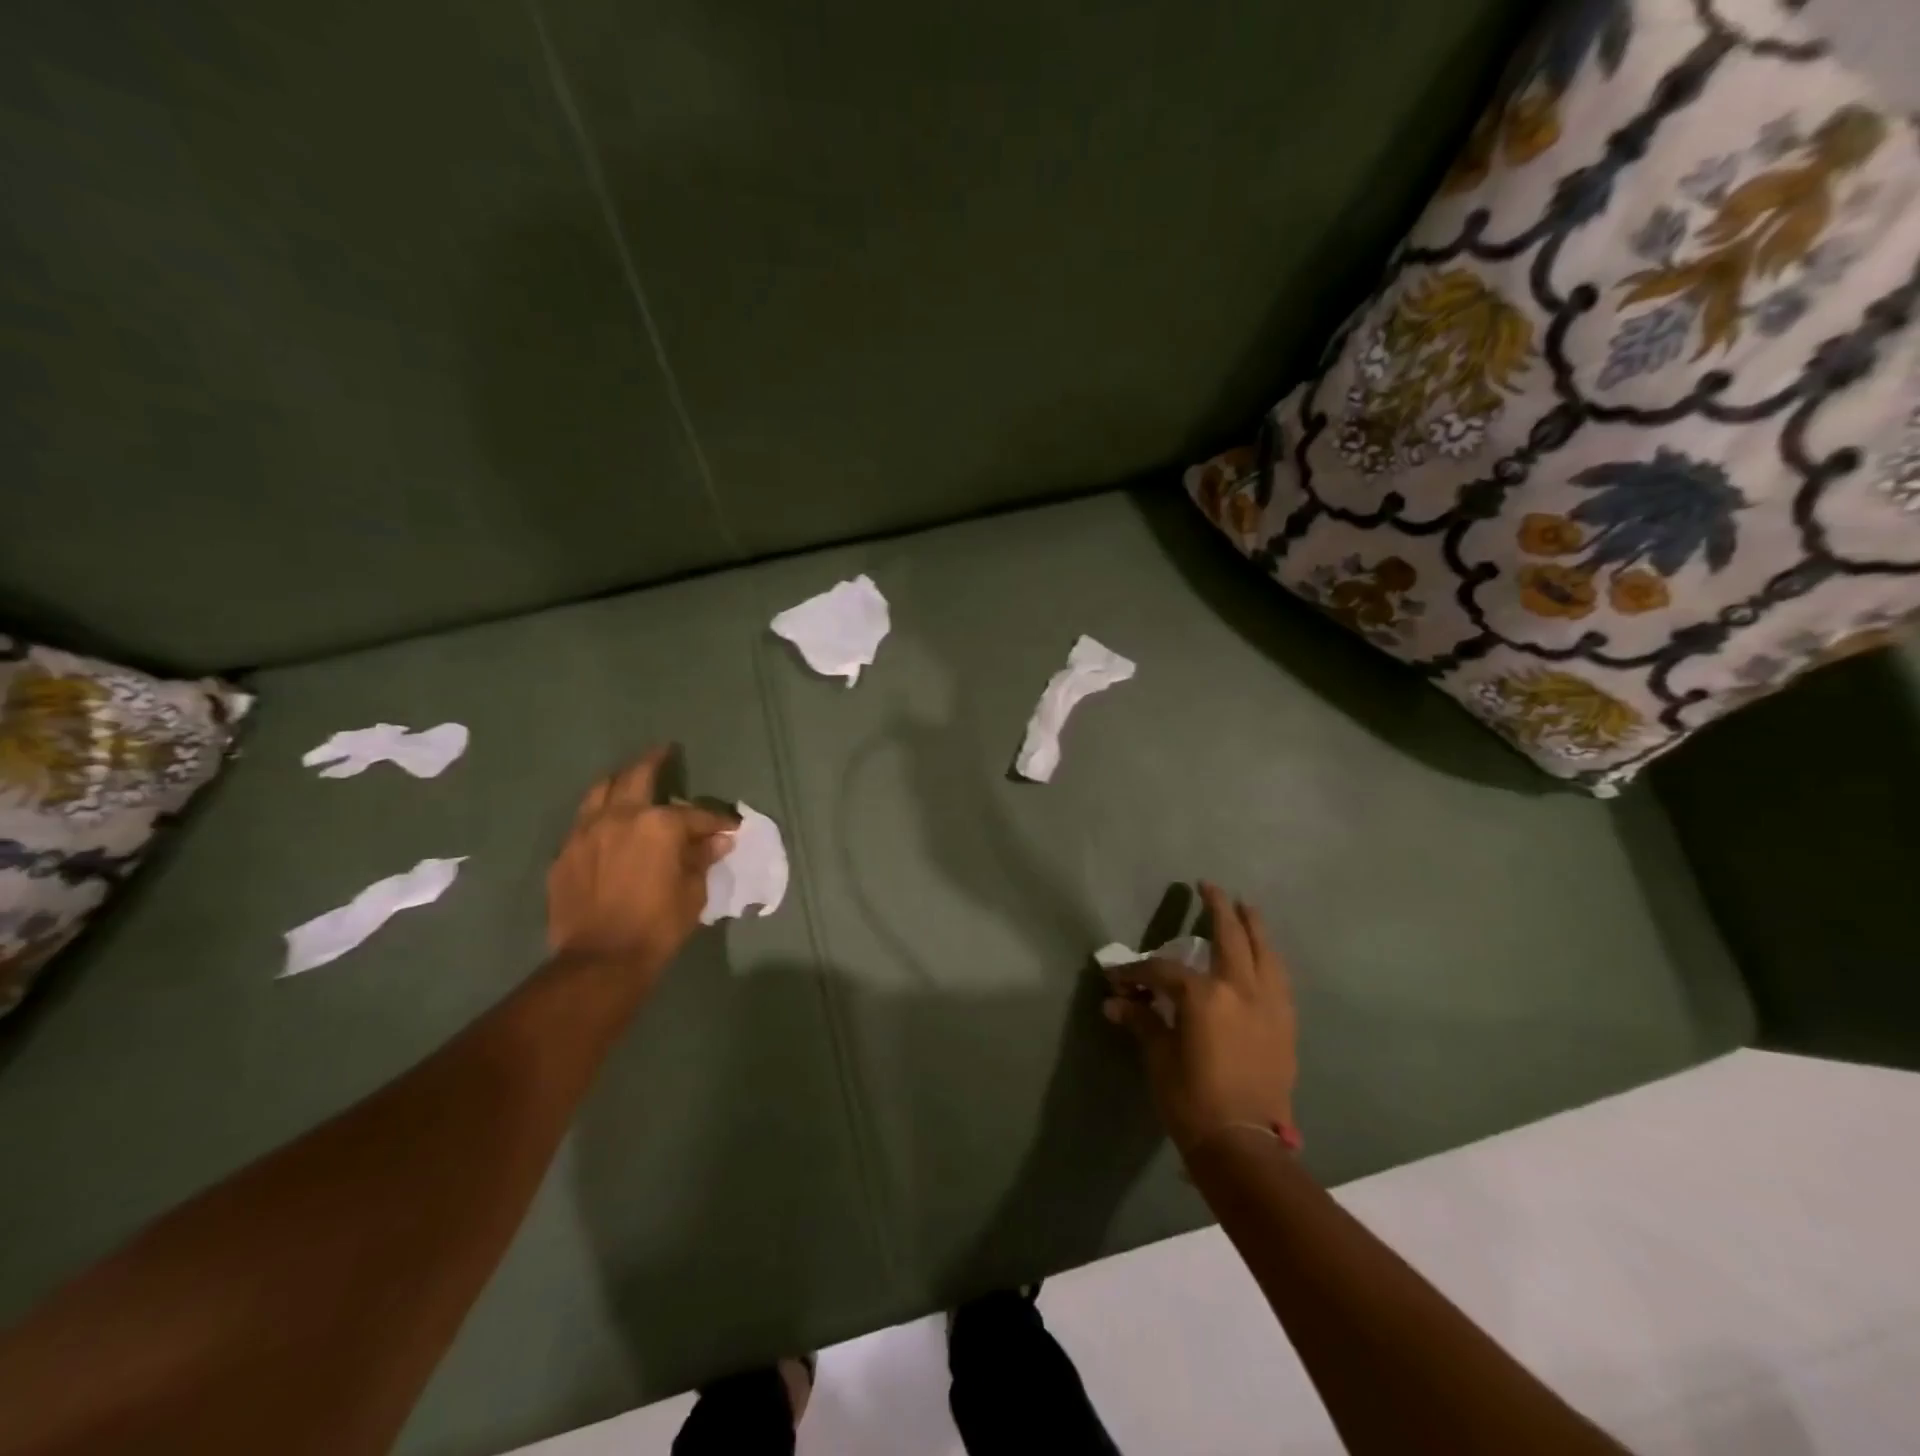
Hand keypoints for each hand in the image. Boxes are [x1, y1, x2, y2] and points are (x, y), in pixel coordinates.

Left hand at [546, 747, 735, 986]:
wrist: (601, 959)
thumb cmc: (658, 925)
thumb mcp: (693, 892)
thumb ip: (702, 859)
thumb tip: (717, 842)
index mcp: (658, 824)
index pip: (695, 814)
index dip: (717, 820)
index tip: (730, 827)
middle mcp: (619, 817)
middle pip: (637, 776)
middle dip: (655, 761)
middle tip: (664, 752)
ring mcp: (586, 832)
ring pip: (600, 790)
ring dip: (619, 781)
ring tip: (629, 779)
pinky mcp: (565, 853)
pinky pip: (583, 822)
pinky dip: (599, 815)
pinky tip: (607, 824)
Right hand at [1102, 882, 1298, 1155]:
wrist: (1245, 1145)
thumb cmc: (1192, 1100)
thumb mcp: (1159, 1058)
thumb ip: (1142, 1022)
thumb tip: (1114, 1002)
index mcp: (1204, 996)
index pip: (1164, 971)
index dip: (1138, 971)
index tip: (1120, 978)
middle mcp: (1241, 989)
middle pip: (1230, 937)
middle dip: (1217, 908)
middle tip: (1209, 887)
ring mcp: (1269, 1005)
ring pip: (1265, 952)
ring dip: (1254, 926)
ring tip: (1247, 908)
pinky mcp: (1285, 1025)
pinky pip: (1280, 978)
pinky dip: (1270, 959)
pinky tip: (1264, 957)